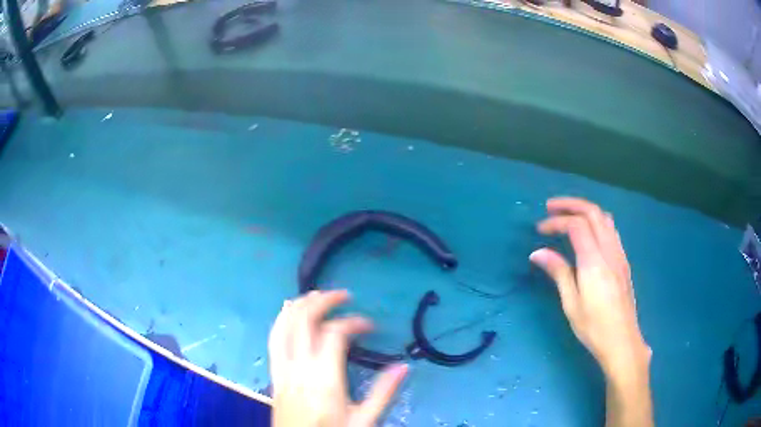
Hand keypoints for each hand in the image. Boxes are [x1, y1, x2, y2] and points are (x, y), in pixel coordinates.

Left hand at [268, 290, 408, 426]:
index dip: (353, 321)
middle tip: (342, 295)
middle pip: (303, 321)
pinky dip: (281, 321)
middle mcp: (299, 368)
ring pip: (283, 326)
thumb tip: (403, 366)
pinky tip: (289, 315)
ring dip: (298, 306)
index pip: (334, 334)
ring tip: (316, 295)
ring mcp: (282, 370)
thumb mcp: (364, 420)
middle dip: (322, 301)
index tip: (369, 325)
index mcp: (324, 379)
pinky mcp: (274, 375)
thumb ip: (383, 392)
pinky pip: (273, 340)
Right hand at [529, 197, 650, 376]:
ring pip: (605, 218)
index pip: (576, 226)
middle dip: (571, 205)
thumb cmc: (593, 327)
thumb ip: (558, 272)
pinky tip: (588, 233)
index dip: (556, 221)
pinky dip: (597, 221)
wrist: (622, 340)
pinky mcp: (623, 261)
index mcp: (594, 262)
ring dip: (585, 210)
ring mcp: (619, 255)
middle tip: (551, 207)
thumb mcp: (571, 303)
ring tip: (568, 216)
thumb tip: (538, 253)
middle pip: (593, 213)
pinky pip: (611, 230)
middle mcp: (609, 251)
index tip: (540, 229)